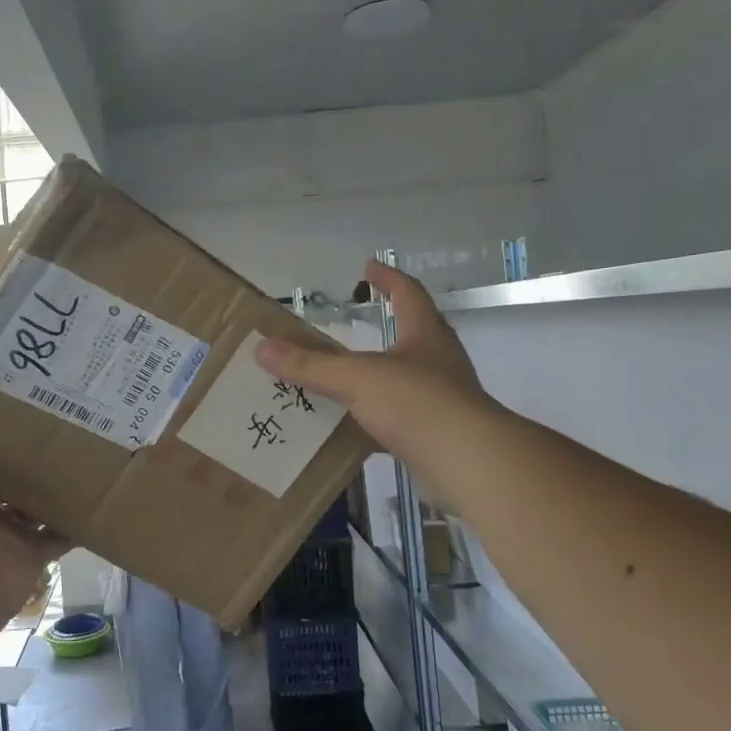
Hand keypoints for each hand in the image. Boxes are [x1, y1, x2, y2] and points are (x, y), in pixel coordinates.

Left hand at [0, 379, 62, 624]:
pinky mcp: (32, 552)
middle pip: (0, 472)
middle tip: (55, 409)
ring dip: (52, 480)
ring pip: (33, 501)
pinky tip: (96, 486)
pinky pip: (60, 532)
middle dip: (21, 448)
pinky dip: (76, 517)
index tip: (3, 387)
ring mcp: (3, 533)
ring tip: (83, 442)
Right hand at [256, 261, 498, 497]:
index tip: (368, 268)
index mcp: (425, 335)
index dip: (388, 279)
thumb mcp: (356, 378)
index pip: (407, 293)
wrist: (467, 463)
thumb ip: (310, 365)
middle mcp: (437, 361)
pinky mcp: (436, 434)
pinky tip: (350, 428)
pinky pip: (399, 418)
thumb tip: (262, 348)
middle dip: (384, 327)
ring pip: (403, 380)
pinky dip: (374, 418)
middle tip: (353, 323)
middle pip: (411, 334)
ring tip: (340, 378)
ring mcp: (441, 399)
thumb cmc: (416, 403)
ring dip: (375, 377)